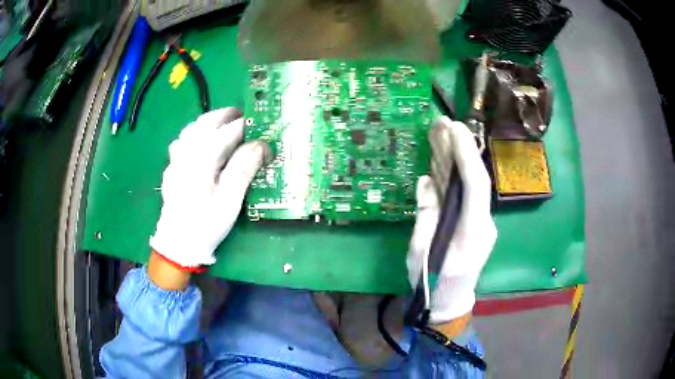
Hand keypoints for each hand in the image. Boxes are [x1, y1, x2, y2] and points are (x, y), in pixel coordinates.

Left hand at [150, 108, 268, 270]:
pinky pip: (182, 141)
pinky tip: (201, 142)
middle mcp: (186, 153)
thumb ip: (243, 169)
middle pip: (205, 123)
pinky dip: (195, 134)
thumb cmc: (205, 224)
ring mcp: (175, 160)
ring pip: (192, 129)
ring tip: (223, 125)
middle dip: (226, 115)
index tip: (262, 125)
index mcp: (201, 159)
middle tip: (244, 116)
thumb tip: (261, 145)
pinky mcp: (172, 168)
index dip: (246, 126)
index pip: (227, 132)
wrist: (177, 243)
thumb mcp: (229, 201)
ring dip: (209, 122)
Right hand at [407, 116, 496, 324]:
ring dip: (457, 158)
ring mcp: (481, 223)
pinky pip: (466, 194)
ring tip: (440, 133)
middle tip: (443, 123)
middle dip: (462, 148)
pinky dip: (454, 175)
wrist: (450, 303)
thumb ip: (426, 216)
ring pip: (471, 185)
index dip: (467, 155)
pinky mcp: (474, 223)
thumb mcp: (419, 254)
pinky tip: (442, 159)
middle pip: (476, 179)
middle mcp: (483, 223)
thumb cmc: (432, 284)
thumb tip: (427, 181)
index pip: (476, 186)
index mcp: (472, 233)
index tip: (454, 129)